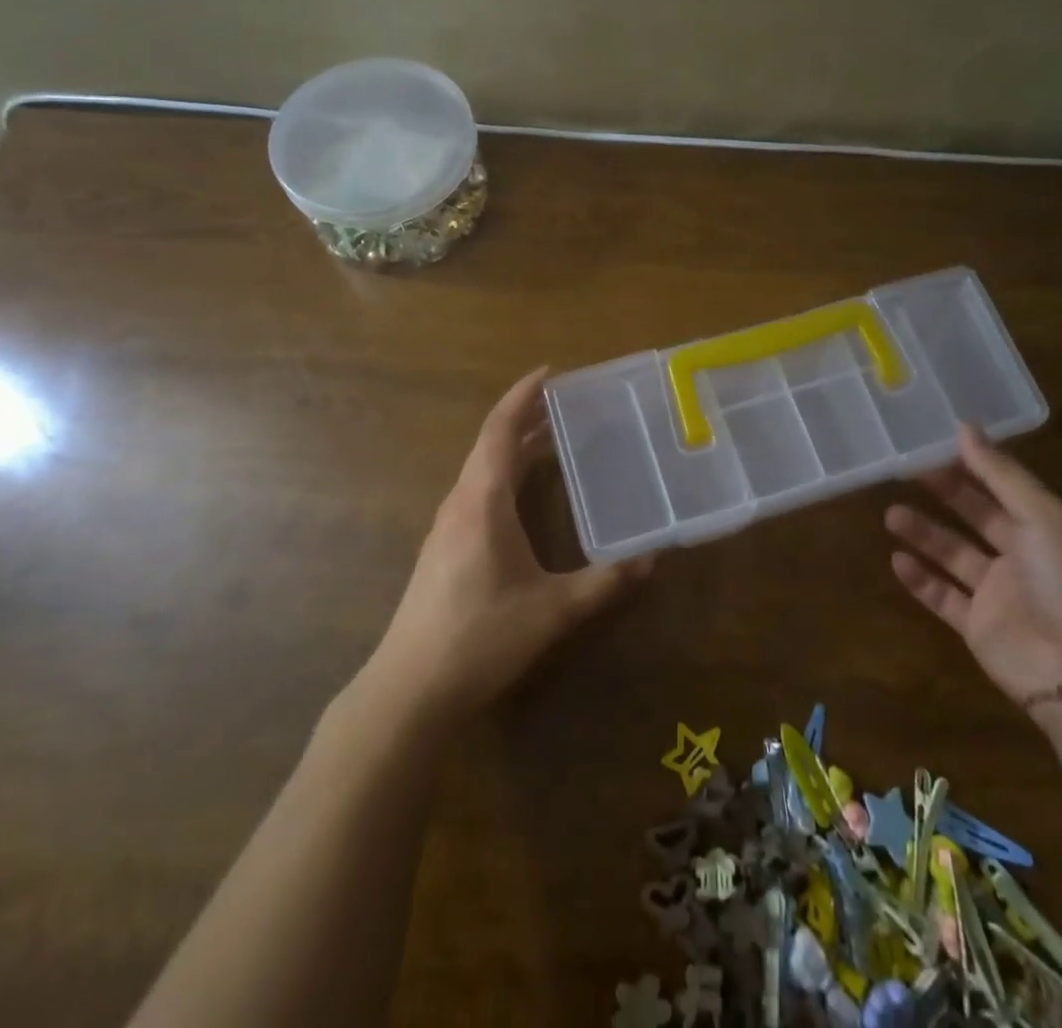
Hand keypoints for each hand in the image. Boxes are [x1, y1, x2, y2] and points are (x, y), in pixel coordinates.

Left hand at [375, 367, 653, 718]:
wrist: (410, 688)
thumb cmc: (480, 637)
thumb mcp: (552, 610)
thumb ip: (603, 582)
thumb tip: (651, 559)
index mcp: (482, 500)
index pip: (500, 430)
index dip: (523, 396)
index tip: (550, 373)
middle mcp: (461, 502)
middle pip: (491, 443)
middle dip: (526, 417)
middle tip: (565, 402)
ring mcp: (447, 525)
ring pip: (482, 468)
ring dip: (513, 446)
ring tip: (552, 437)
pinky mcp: (445, 547)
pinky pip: (477, 490)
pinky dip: (504, 473)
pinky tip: (525, 492)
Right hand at [884, 426, 1061, 722]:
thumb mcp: (1044, 516)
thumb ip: (1001, 474)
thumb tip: (965, 427)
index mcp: (1048, 527)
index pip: (1004, 487)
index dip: (972, 464)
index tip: (934, 442)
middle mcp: (1024, 557)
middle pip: (976, 517)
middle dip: (944, 493)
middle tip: (904, 470)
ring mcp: (1000, 595)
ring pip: (954, 555)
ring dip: (924, 534)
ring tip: (891, 514)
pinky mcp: (979, 629)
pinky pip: (943, 597)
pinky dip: (920, 580)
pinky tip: (896, 560)